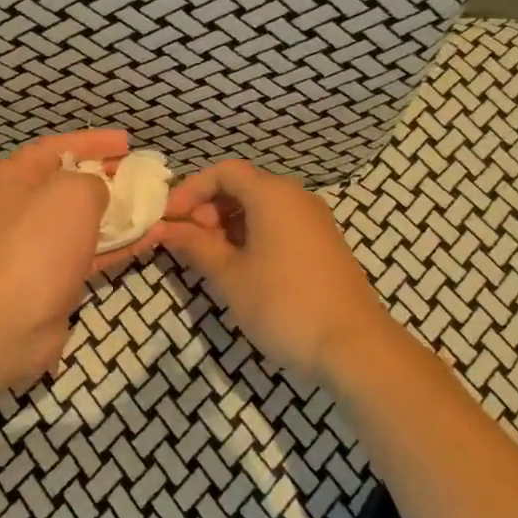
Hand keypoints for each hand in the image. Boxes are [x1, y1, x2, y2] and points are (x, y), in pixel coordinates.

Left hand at [0, 129, 156, 388]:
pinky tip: (150, 237)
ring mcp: (33, 246)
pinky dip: (116, 244)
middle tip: (142, 175)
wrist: (10, 319)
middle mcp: (17, 208)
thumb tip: (97, 194)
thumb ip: (93, 181)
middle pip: (68, 183)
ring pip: (81, 221)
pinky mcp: (50, 278)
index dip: (94, 141)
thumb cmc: (39, 243)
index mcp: (12, 178)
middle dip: (107, 177)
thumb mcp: (73, 192)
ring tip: (153, 205)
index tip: (128, 143)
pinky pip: (88, 252)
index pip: (57, 147)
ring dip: (117, 212)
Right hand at [159, 160, 391, 378]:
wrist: (353, 346)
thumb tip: (164, 228)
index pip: (224, 172)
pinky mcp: (323, 243)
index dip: (191, 190)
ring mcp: (314, 220)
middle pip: (243, 186)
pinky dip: (253, 235)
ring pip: (261, 207)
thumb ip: (195, 245)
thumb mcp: (230, 275)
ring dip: (228, 224)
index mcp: (273, 194)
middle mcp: (296, 197)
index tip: (169, 218)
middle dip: (208, 208)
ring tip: (210, 259)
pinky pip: (280, 224)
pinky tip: (241, 267)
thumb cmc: (283, 304)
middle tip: (187, 242)